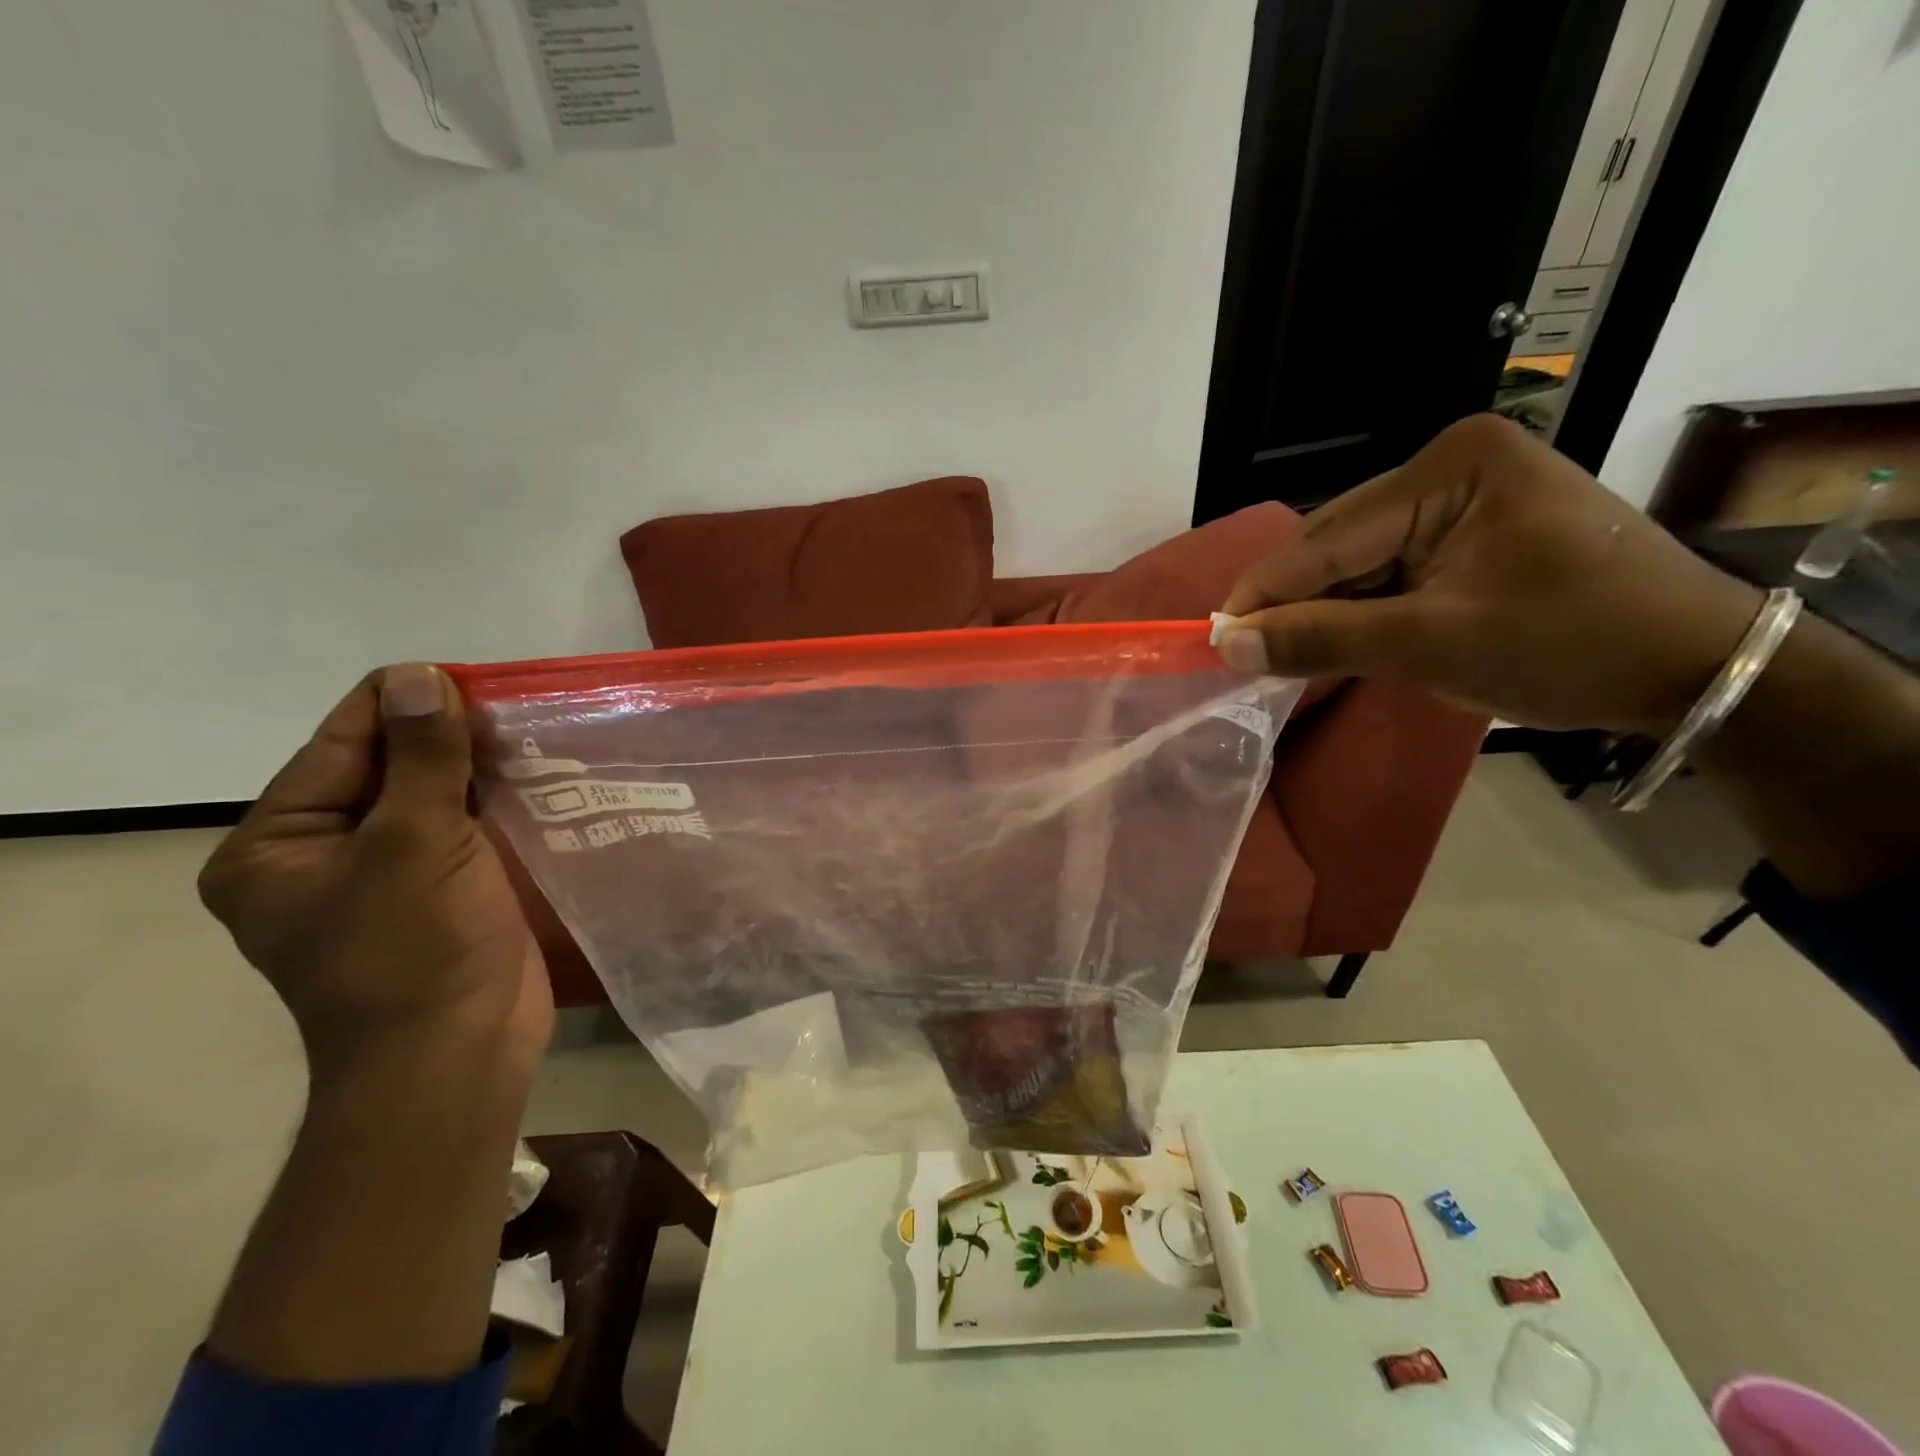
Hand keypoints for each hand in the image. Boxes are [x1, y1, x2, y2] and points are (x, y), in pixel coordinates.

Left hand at [199, 663, 552, 1080]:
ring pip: (435, 798)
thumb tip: (419, 676)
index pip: (342, 743)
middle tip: (518, 708)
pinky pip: (465, 831)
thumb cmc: (415, 949)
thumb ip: (422, 757)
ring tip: (538, 734)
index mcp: (278, 843)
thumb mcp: (414, 842)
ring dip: (481, 768)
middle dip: (450, 738)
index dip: (407, 705)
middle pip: (389, 768)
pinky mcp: (439, 893)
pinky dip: (498, 804)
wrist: (455, 1055)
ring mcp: (385, 876)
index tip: (476, 678)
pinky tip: (543, 780)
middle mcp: (323, 854)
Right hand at [1215, 414, 1763, 734]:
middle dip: (1296, 603)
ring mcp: (1463, 496)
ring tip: (1290, 656)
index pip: (1328, 538)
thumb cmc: (1570, 646)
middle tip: (1249, 657)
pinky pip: (1390, 570)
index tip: (1211, 640)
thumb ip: (1321, 638)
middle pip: (1338, 544)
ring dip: (1327, 610)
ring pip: (1358, 561)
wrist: (1697, 668)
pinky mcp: (1471, 529)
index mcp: (1450, 468)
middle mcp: (1450, 466)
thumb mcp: (1431, 645)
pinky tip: (1344, 640)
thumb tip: (1226, 645)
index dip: (1265, 593)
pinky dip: (1362, 610)